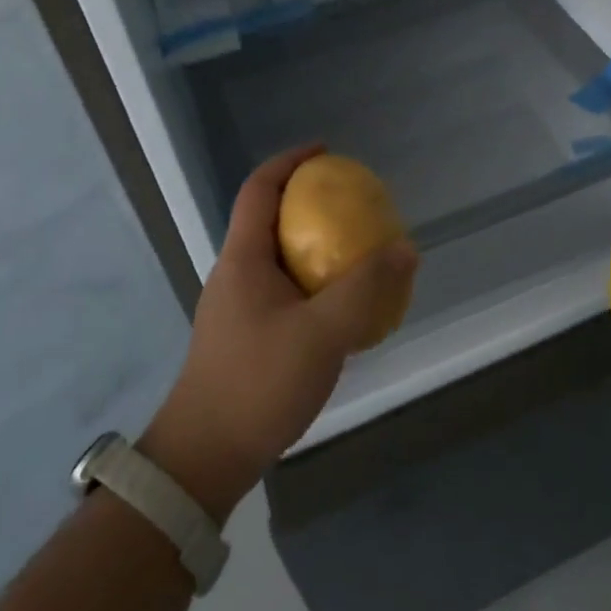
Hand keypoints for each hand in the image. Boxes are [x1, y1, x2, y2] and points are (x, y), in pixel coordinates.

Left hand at [138, 146, 418, 521]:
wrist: (205, 458)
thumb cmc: (258, 383)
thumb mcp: (322, 332)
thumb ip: (366, 288)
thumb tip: (405, 249)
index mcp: (243, 258)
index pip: (259, 189)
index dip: (290, 161)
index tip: (327, 152)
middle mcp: (236, 274)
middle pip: (270, 218)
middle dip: (310, 203)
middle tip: (355, 205)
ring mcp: (238, 307)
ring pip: (280, 257)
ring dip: (316, 246)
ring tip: (358, 252)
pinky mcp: (247, 335)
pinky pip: (286, 290)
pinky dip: (315, 282)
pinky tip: (344, 307)